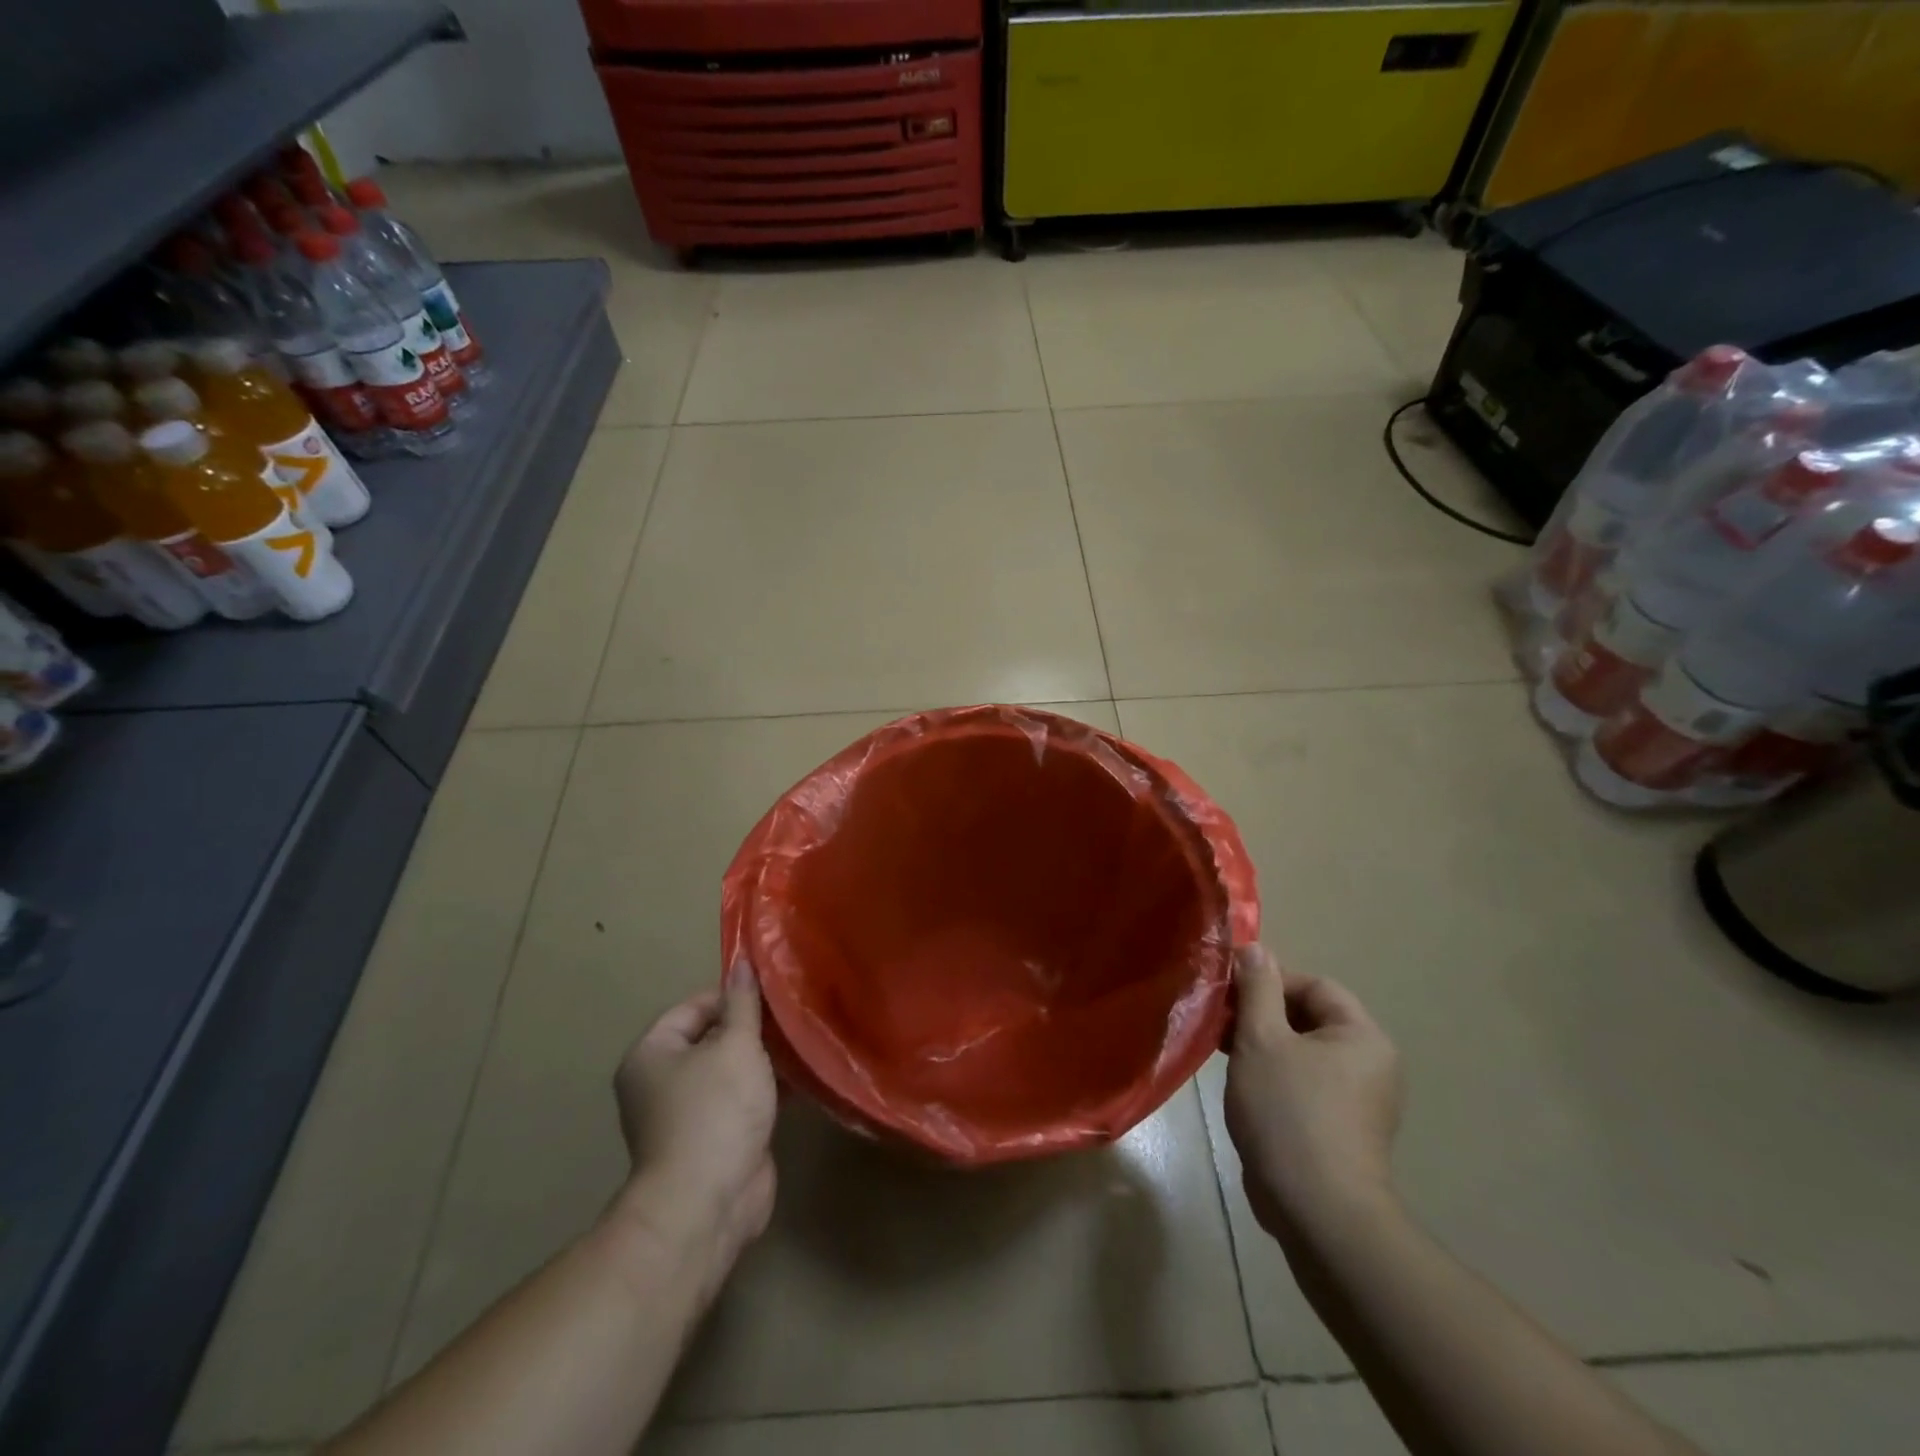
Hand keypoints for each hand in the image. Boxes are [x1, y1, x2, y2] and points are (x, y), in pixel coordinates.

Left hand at [610, 962, 777, 1302]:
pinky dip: (764, 1090)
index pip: (694, 1007)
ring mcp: (685, 1115)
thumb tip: (743, 962)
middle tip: (791, 1017)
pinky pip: (739, 1101)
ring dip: (762, 1060)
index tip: (772, 996)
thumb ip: (743, 1003)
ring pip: (728, 1072)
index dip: (733, 997)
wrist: (708, 1203)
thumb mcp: (735, 1045)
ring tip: (801, 1043)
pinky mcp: (712, 1140)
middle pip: (711, 1038)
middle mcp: (660, 1082)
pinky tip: (800, 1079)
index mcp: (652, 1054)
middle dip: (751, 1029)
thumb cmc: (715, 1110)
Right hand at [1224, 944, 1403, 1238]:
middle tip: (1222, 1025)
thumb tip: (1255, 948)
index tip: (1230, 995)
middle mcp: (1370, 1064)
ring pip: (1302, 1052)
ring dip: (1263, 1046)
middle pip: (1309, 1018)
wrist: (1317, 1211)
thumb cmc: (1288, 1112)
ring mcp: (1359, 1101)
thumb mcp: (1262, 1039)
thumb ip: (1257, 988)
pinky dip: (1274, 1077)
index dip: (1269, 982)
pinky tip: (1244, 1089)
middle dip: (1261, 1015)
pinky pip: (1305, 1084)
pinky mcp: (1341, 1129)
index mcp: (1362, 1037)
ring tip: (1225, 1056)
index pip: (1314, 986)